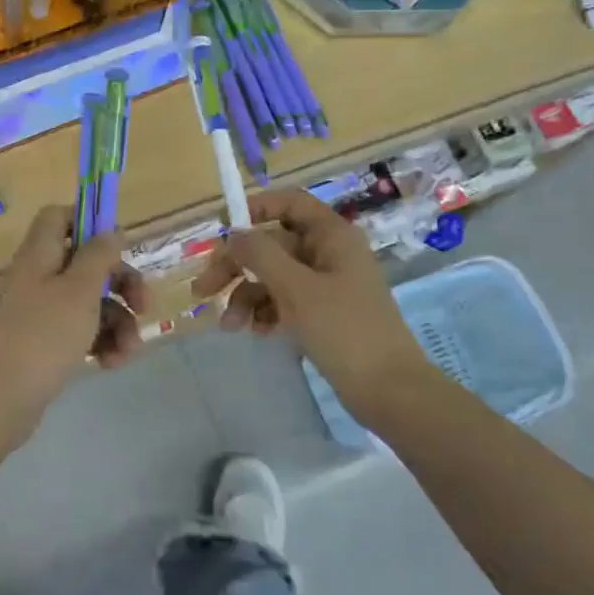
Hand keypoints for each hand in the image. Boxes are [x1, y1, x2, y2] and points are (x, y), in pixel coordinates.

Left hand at [0, 205, 144, 449]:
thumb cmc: (42, 336)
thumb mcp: (79, 290)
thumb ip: (98, 256)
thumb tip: (110, 230)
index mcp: (39, 255)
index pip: (58, 217)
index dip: (89, 222)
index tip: (119, 244)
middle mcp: (37, 278)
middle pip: (85, 263)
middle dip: (121, 284)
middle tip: (144, 306)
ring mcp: (39, 312)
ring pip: (89, 302)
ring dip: (117, 322)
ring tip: (128, 350)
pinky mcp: (43, 344)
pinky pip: (79, 331)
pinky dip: (100, 342)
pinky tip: (112, 363)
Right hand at [193, 188, 434, 399]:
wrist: (389, 391)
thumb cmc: (344, 330)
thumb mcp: (296, 288)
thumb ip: (260, 254)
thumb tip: (232, 232)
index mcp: (331, 236)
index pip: (289, 203)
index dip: (254, 209)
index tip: (221, 229)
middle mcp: (329, 253)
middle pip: (272, 244)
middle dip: (237, 265)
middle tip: (204, 289)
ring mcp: (327, 285)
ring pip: (274, 275)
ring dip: (246, 295)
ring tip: (230, 325)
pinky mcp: (324, 313)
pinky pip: (285, 300)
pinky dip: (266, 312)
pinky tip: (255, 332)